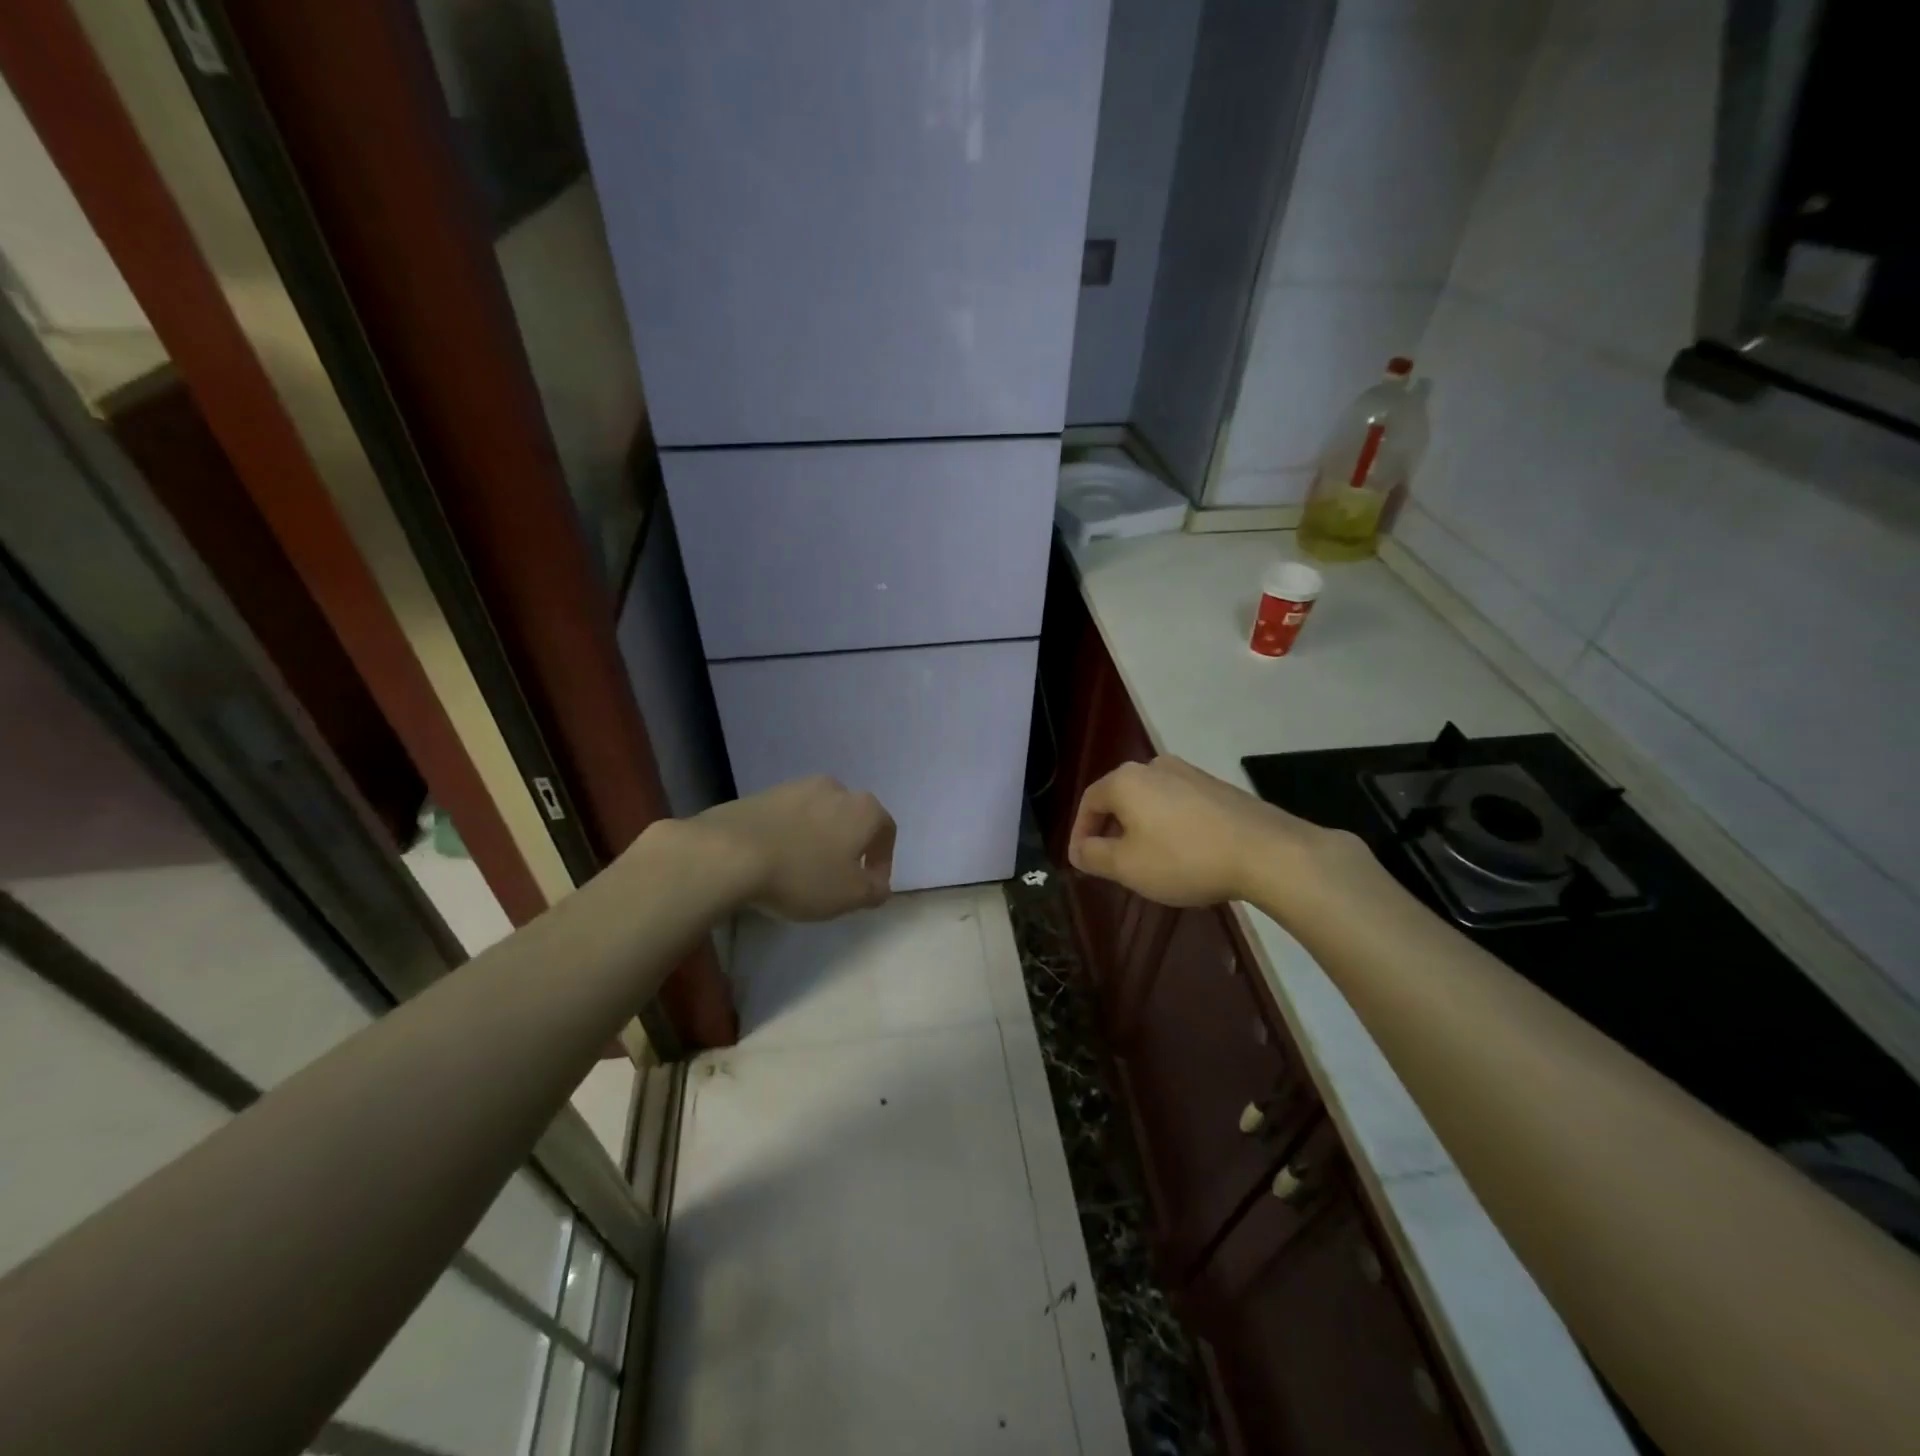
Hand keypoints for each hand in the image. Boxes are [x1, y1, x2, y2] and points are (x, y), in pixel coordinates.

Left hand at [692, 775, 895, 920]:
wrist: (729, 852)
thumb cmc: (802, 875)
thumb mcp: (849, 896)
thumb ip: (874, 891)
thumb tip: (880, 884)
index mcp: (863, 808)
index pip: (886, 830)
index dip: (883, 861)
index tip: (869, 886)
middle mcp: (835, 788)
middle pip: (852, 818)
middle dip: (850, 846)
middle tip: (838, 877)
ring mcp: (796, 787)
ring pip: (819, 815)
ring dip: (818, 839)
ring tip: (803, 870)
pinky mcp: (762, 794)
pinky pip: (788, 817)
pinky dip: (790, 835)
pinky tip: (776, 859)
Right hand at [1068, 756, 1356, 908]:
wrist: (1266, 852)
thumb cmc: (1184, 858)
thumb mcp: (1127, 866)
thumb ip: (1094, 856)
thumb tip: (1078, 850)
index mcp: (1126, 780)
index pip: (1089, 802)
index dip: (1080, 833)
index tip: (1082, 861)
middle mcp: (1154, 766)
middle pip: (1120, 797)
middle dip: (1111, 830)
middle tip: (1112, 862)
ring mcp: (1190, 773)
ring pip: (1150, 800)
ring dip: (1141, 827)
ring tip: (1148, 860)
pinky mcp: (1217, 787)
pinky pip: (1178, 804)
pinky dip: (1169, 825)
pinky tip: (1183, 852)